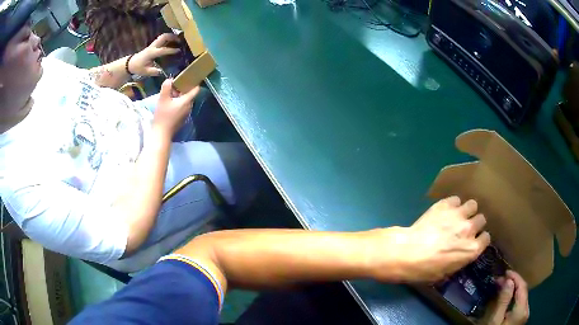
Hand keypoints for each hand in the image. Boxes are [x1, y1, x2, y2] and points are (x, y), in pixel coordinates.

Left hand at [129, 33, 180, 76]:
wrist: (131, 63)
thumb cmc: (138, 67)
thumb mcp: (145, 72)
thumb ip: (154, 71)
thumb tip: (163, 72)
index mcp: (151, 53)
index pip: (163, 50)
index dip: (171, 50)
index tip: (179, 51)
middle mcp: (153, 47)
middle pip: (163, 37)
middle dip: (172, 37)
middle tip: (180, 40)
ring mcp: (153, 44)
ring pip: (163, 36)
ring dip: (171, 36)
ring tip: (178, 39)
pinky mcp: (153, 45)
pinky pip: (162, 39)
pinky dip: (168, 38)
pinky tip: (173, 41)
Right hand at [153, 79, 199, 134]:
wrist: (161, 133)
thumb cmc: (163, 115)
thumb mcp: (162, 99)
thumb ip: (166, 87)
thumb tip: (170, 79)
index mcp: (187, 101)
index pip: (196, 89)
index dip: (194, 82)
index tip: (189, 77)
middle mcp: (189, 107)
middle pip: (189, 94)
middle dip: (183, 88)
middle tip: (174, 85)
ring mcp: (186, 114)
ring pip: (185, 101)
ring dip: (179, 96)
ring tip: (170, 93)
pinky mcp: (182, 118)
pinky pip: (182, 107)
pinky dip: (177, 103)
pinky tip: (169, 103)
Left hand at [370, 196, 490, 282]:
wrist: (408, 252)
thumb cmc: (425, 269)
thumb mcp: (445, 273)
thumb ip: (459, 260)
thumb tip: (460, 254)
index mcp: (472, 249)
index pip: (486, 238)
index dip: (479, 239)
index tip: (474, 240)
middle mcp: (470, 229)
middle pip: (481, 219)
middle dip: (475, 223)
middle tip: (464, 228)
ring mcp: (459, 215)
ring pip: (472, 205)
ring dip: (467, 210)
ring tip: (457, 216)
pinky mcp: (446, 204)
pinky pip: (456, 199)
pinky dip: (452, 204)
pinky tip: (445, 210)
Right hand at [481, 270, 529, 324]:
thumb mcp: (494, 320)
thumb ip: (503, 301)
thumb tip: (508, 280)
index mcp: (522, 310)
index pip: (523, 286)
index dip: (515, 277)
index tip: (504, 272)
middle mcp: (527, 310)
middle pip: (523, 291)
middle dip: (513, 283)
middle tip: (500, 280)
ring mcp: (524, 315)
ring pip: (522, 297)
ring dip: (513, 290)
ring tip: (503, 287)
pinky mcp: (521, 319)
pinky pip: (520, 304)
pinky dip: (514, 298)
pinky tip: (507, 299)